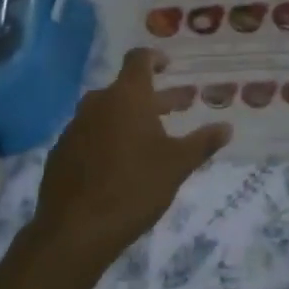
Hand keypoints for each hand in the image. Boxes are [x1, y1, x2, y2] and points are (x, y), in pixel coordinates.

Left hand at [30, 48, 229, 265]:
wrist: (75, 230)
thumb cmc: (134, 188)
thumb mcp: (177, 165)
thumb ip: (203, 142)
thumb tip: (227, 127)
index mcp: (127, 97)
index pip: (139, 59)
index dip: (155, 58)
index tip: (170, 66)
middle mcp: (98, 103)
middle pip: (127, 89)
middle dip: (155, 97)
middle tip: (180, 106)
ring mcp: (75, 127)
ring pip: (108, 112)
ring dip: (131, 118)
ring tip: (153, 136)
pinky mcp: (62, 152)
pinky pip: (91, 134)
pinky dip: (109, 138)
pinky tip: (121, 162)